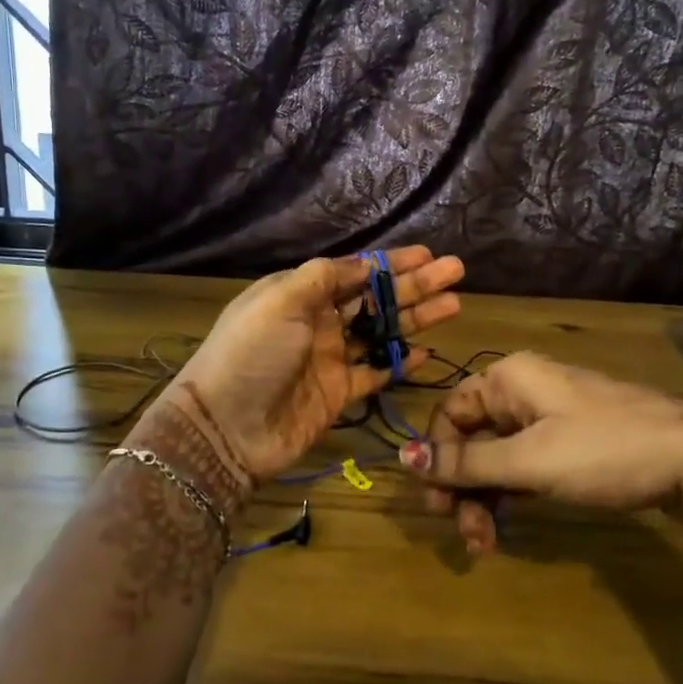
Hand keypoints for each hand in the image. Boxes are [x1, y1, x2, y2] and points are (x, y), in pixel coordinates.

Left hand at [144, 247, 464, 488]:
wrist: (226, 428)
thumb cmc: (251, 354)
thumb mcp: (280, 301)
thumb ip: (323, 278)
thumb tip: (364, 263)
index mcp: (301, 294)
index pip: (355, 271)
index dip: (391, 262)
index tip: (426, 254)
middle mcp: (319, 322)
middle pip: (376, 298)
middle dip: (415, 285)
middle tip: (456, 271)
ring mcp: (330, 358)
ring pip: (383, 332)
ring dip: (416, 318)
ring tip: (454, 304)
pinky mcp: (338, 393)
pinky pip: (376, 372)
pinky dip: (400, 362)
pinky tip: (427, 352)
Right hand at [402, 352, 682, 553]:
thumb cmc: (604, 450)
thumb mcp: (530, 461)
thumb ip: (467, 463)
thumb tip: (403, 457)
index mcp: (508, 379)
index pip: (449, 414)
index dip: (436, 457)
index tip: (437, 506)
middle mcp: (524, 390)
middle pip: (472, 436)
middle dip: (463, 486)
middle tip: (468, 536)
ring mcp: (550, 415)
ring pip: (498, 454)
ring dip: (486, 497)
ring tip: (488, 544)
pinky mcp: (572, 440)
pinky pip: (525, 462)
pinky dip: (513, 492)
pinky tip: (510, 523)